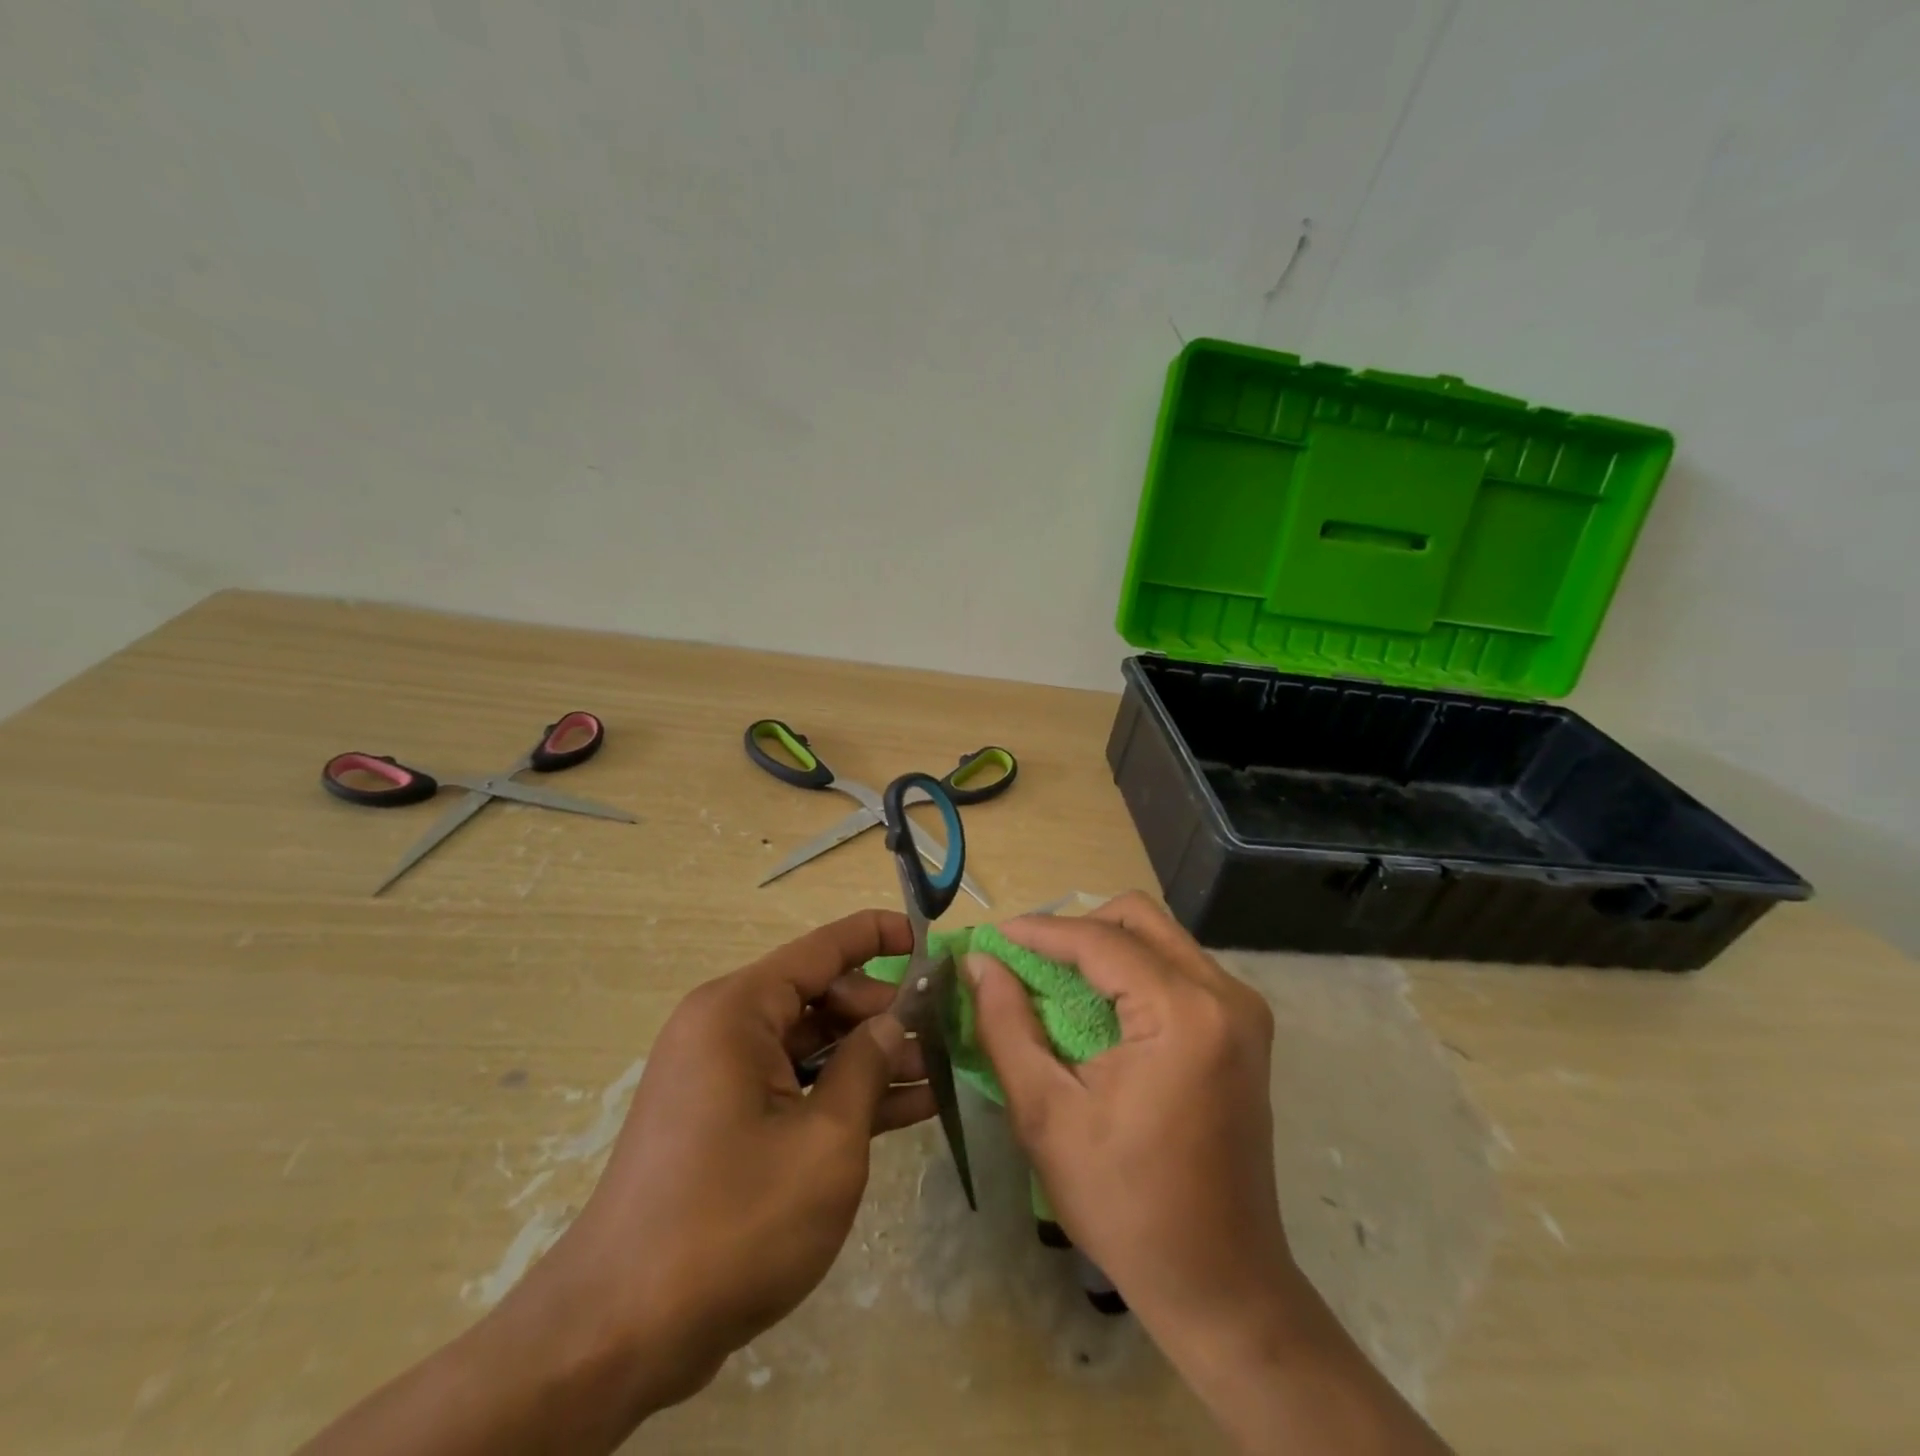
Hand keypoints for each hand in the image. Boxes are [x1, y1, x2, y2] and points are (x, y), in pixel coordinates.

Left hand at [300, 911, 932, 1455]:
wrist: (620, 1333)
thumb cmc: (732, 1222)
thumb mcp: (825, 1142)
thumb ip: (867, 1067)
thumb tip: (893, 1021)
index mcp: (738, 1010)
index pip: (822, 948)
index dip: (879, 935)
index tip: (930, 939)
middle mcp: (725, 1028)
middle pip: (821, 997)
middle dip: (884, 1013)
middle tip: (947, 1030)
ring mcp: (723, 1078)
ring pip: (814, 1046)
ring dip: (872, 1058)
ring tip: (942, 1069)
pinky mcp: (726, 1121)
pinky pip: (796, 1086)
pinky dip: (844, 1094)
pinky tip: (907, 1107)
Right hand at [964, 892, 1288, 1334]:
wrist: (1220, 1282)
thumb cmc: (1124, 1203)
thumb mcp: (1046, 1114)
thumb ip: (1006, 1025)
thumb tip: (979, 963)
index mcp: (1184, 1013)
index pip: (1100, 940)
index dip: (1040, 931)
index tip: (992, 937)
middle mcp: (1225, 995)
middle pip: (1139, 917)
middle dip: (1076, 927)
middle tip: (1027, 959)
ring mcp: (1243, 1010)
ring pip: (1160, 936)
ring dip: (1104, 945)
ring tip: (1053, 979)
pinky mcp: (1244, 1028)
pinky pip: (1178, 967)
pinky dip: (1132, 969)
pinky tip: (1097, 1004)